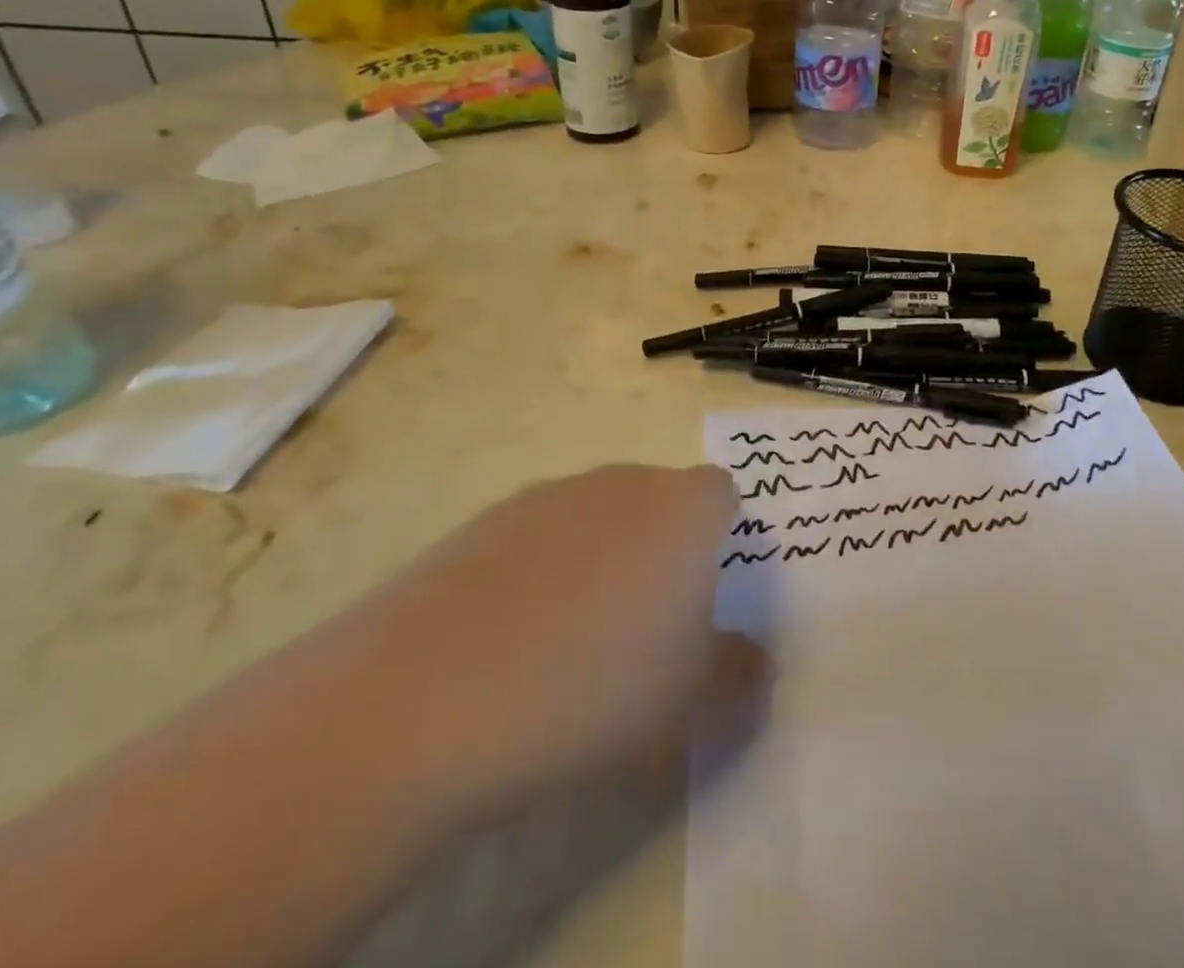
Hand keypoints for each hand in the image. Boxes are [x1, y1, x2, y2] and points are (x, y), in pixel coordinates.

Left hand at [300, 464, 766, 832]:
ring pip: (596, 517)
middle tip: (643, 627)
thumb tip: (759, 665)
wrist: (424, 699)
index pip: (722, 493)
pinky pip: (535, 537)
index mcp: (682, 509)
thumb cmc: (594, 688)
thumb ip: (739, 673)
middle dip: (660, 550)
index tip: (702, 597)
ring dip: (599, 560)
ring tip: (570, 642)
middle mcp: (621, 482)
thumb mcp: (689, 701)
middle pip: (658, 501)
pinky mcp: (482, 521)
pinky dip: (537, 573)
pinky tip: (508, 640)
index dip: (719, 539)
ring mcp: (548, 495)